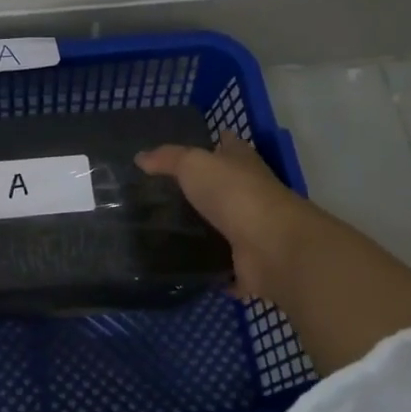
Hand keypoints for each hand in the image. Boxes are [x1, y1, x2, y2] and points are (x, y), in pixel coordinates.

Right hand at [136, 137, 318, 308]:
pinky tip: (187, 268)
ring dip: (206, 230)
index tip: (195, 146)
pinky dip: (213, 269)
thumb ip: (167, 159)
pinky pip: (225, 266)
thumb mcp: (193, 164)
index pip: (229, 145)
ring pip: (226, 227)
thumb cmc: (234, 193)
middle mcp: (251, 193)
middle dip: (204, 189)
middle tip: (164, 196)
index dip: (216, 142)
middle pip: (227, 187)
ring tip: (166, 233)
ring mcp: (253, 230)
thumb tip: (140, 157)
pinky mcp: (249, 263)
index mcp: (242, 163)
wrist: (271, 246)